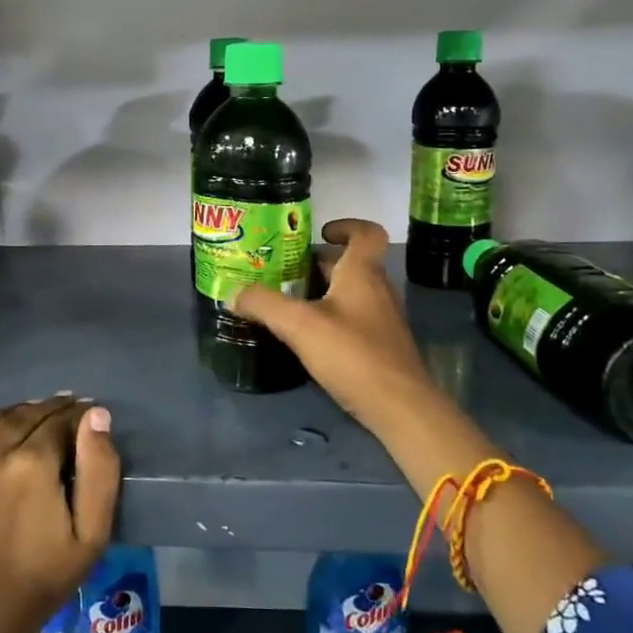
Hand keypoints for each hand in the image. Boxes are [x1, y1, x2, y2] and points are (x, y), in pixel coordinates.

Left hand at [0, 394, 119, 632]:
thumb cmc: (41, 581)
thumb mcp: (92, 535)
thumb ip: (101, 469)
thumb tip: (95, 415)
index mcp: (31, 464)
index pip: (59, 418)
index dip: (76, 416)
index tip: (83, 420)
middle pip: (24, 413)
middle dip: (46, 414)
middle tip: (57, 426)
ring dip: (9, 422)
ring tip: (20, 438)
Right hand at [230, 219, 438, 432]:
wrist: (400, 407)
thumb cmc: (352, 354)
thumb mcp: (299, 326)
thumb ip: (264, 305)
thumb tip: (232, 293)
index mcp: (362, 273)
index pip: (367, 233)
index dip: (347, 226)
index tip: (322, 233)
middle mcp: (378, 289)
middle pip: (354, 264)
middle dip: (322, 263)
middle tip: (288, 270)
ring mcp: (383, 319)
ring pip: (353, 292)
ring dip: (326, 291)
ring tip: (291, 302)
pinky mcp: (382, 346)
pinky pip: (356, 318)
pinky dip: (334, 318)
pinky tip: (311, 337)